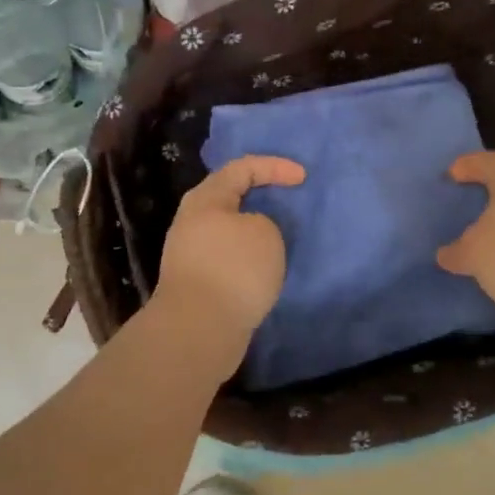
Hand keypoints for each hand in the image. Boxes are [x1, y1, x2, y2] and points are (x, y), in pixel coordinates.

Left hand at [155, 155, 305, 354]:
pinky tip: (264, 270)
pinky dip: (248, 258)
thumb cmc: (234, 269)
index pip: (241, 168)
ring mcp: (190, 254)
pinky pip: (227, 258)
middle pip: (228, 198)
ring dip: (254, 232)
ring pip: (228, 231)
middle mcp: (192, 221)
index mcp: (205, 199)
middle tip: (287, 202)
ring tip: (281, 239)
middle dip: (259, 197)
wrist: (199, 328)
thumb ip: (263, 222)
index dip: (274, 166)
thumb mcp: (264, 232)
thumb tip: (250, 234)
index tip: (303, 177)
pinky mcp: (196, 283)